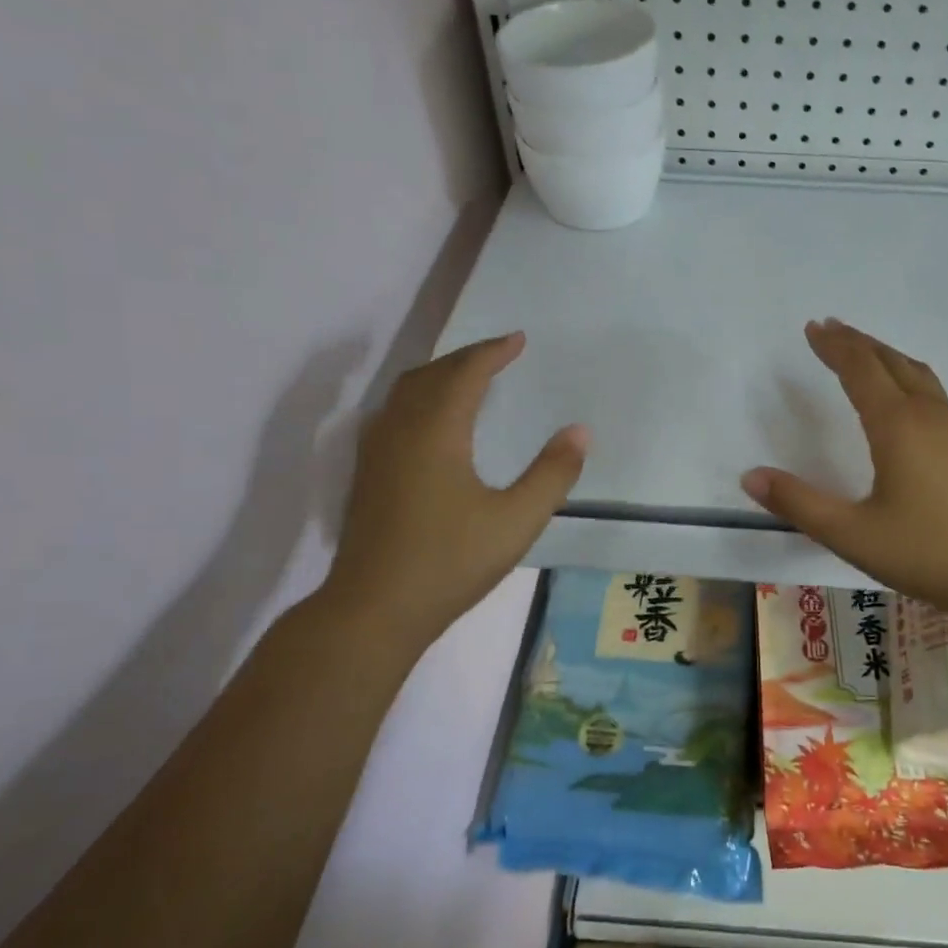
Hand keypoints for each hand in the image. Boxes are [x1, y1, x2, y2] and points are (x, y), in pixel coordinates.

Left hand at [323, 332, 586, 644]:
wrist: (374, 608)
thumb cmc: (451, 562)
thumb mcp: (517, 520)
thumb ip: (552, 473)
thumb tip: (580, 432)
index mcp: (436, 432)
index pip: (465, 373)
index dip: (493, 351)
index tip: (518, 339)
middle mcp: (400, 429)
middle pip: (431, 374)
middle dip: (467, 357)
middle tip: (499, 353)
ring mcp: (377, 451)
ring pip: (406, 392)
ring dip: (440, 375)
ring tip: (469, 378)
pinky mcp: (368, 474)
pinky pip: (394, 412)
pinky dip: (420, 398)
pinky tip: (433, 422)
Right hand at [741, 320, 947, 630]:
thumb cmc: (932, 552)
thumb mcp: (853, 535)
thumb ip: (800, 504)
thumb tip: (750, 476)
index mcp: (898, 425)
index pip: (860, 369)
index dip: (834, 346)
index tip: (813, 328)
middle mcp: (930, 415)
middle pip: (891, 361)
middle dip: (858, 342)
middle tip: (831, 329)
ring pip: (917, 375)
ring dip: (886, 357)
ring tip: (865, 353)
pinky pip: (934, 394)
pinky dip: (908, 378)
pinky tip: (907, 402)